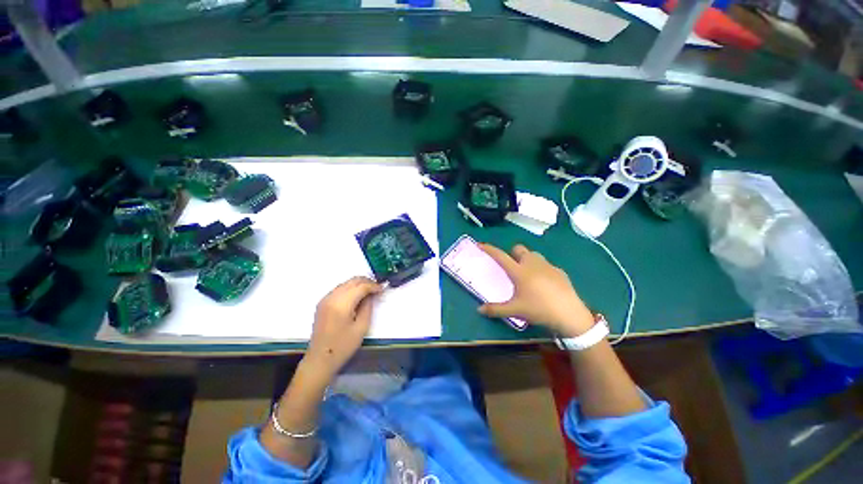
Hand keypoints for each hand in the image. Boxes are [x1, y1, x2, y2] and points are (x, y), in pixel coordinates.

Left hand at [304, 277, 382, 381]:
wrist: (320, 358)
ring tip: (369, 292)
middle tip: (378, 288)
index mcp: (342, 304)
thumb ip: (368, 307)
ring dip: (359, 284)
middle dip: (367, 282)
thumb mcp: (361, 327)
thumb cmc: (343, 346)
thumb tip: (371, 294)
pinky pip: (340, 288)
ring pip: (346, 283)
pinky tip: (357, 296)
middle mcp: (332, 297)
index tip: (383, 288)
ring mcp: (325, 299)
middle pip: (352, 281)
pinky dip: (350, 288)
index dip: (374, 286)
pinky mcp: (323, 302)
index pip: (361, 286)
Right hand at [478, 243, 593, 336]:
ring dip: (527, 260)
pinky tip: (544, 284)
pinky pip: (546, 265)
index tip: (481, 245)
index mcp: (519, 271)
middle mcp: (532, 264)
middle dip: (513, 254)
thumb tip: (479, 310)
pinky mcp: (559, 271)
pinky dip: (541, 269)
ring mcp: (547, 266)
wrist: (570, 315)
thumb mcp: (515, 311)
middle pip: (519, 249)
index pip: (500, 256)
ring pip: (533, 255)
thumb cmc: (539, 310)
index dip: (489, 250)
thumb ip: (495, 309)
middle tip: (512, 267)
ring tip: (528, 275)